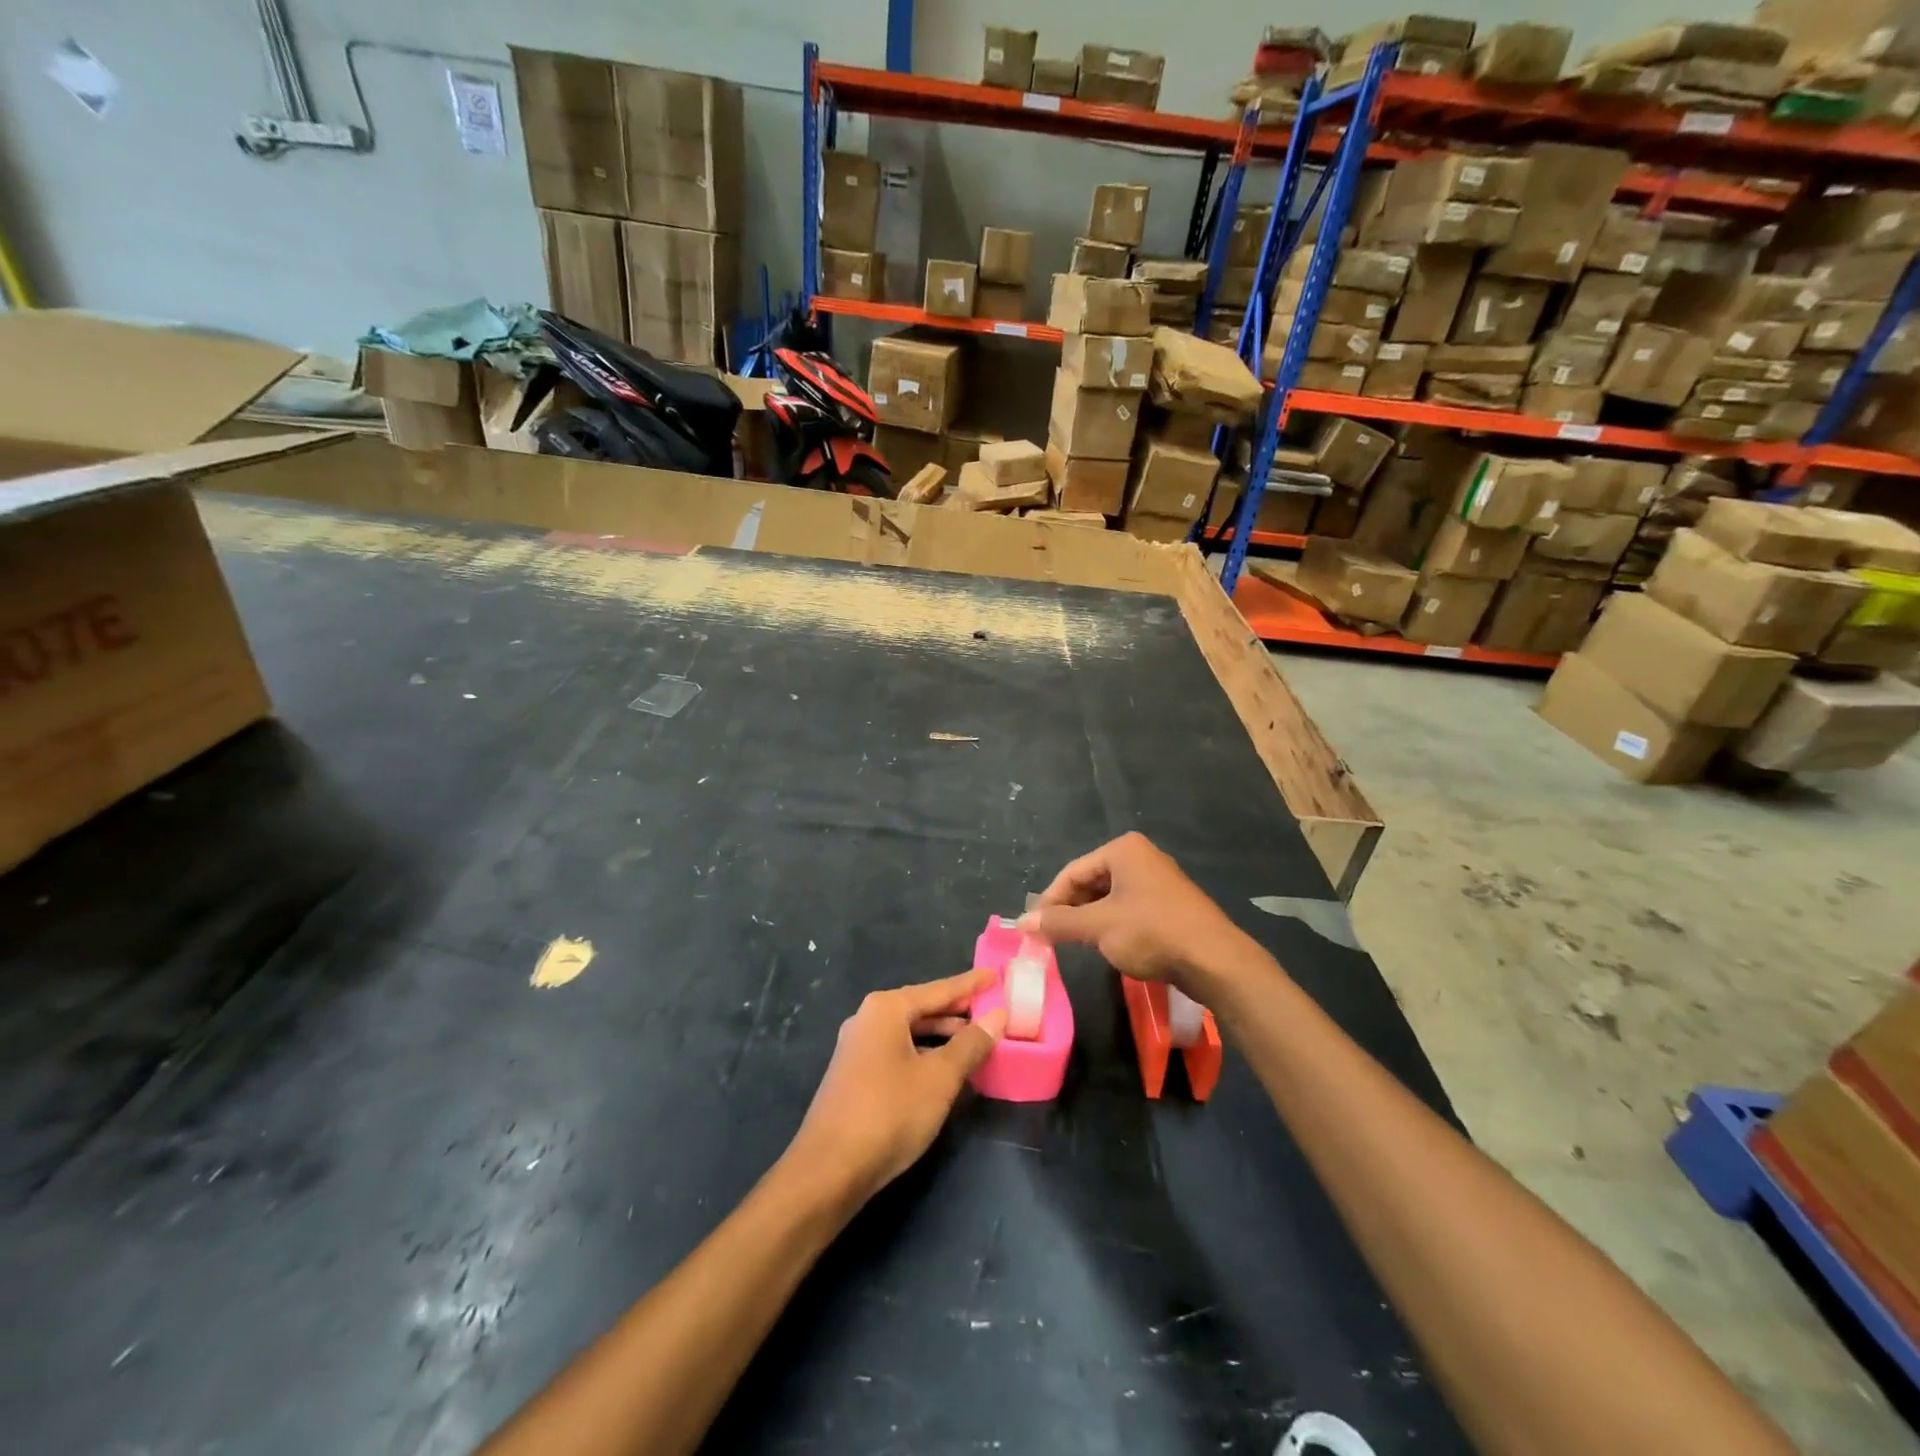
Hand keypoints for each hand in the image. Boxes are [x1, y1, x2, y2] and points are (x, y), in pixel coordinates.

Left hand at [787, 970, 1005, 1202]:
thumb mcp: (940, 1078)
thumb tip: (998, 1016)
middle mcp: (868, 1019)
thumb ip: (970, 1044)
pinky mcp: (855, 1076)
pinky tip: (945, 1070)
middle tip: (992, 1011)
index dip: (970, 984)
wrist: (829, 1170)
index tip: (995, 974)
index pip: (939, 989)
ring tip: (977, 1041)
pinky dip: (925, 1054)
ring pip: (910, 1033)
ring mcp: (858, 1048)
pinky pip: (899, 1052)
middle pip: (922, 1008)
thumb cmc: (890, 1112)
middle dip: (957, 1011)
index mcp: (886, 1009)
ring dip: (942, 1036)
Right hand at [1018, 832, 1264, 998]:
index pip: (1072, 872)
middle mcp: (1141, 857)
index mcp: (1123, 850)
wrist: (1216, 961)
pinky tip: (1107, 945)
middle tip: (1051, 938)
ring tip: (1074, 944)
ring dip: (1089, 920)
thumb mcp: (1098, 928)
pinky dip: (1112, 924)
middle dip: (1069, 910)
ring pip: (1109, 897)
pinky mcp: (1170, 904)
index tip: (1034, 929)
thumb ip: (1058, 923)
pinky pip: (1129, 908)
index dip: (1049, 901)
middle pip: (1090, 882)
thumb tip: (1021, 924)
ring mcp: (1158, 880)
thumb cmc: (1152, 933)